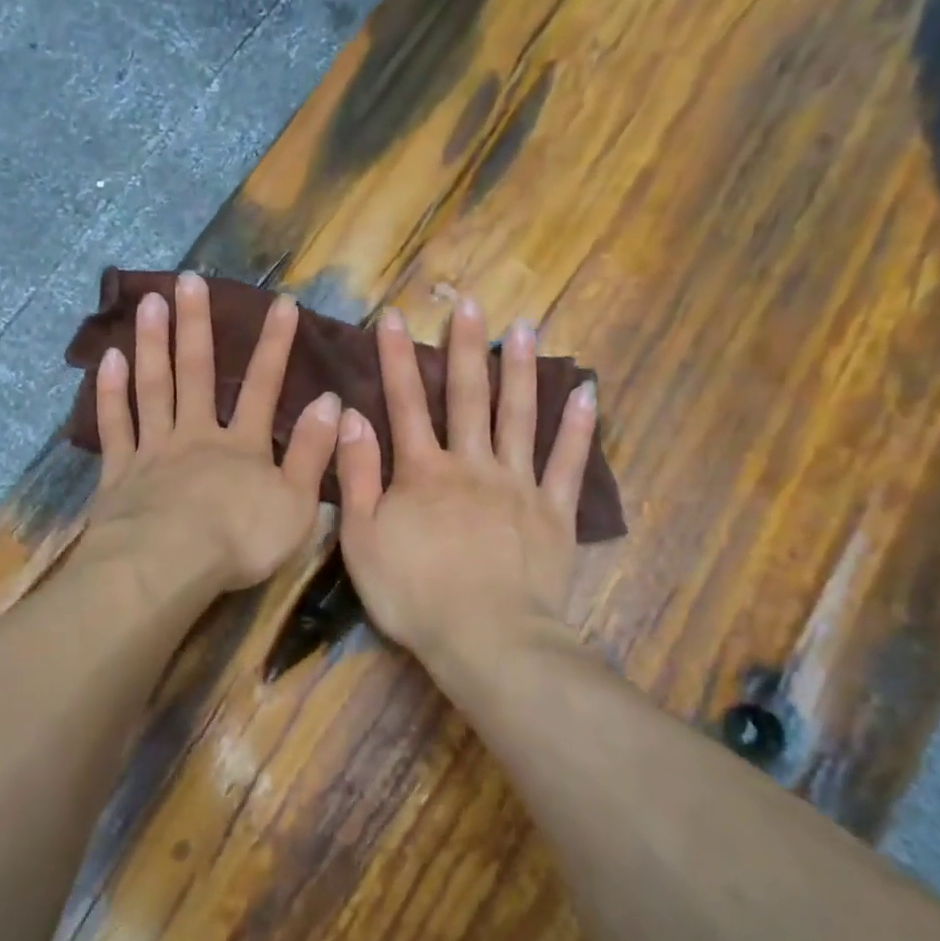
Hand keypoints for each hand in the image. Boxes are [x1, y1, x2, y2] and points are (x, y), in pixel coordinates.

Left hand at [84, 271, 341, 595]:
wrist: (168, 566)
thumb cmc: (239, 541)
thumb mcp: (296, 504)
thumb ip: (312, 453)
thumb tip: (329, 402)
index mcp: (243, 446)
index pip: (264, 387)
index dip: (276, 346)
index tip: (282, 304)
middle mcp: (197, 435)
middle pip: (197, 373)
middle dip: (196, 326)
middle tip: (188, 279)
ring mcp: (154, 449)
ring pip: (153, 387)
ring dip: (153, 343)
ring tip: (150, 301)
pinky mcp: (119, 472)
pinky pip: (115, 425)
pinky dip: (110, 392)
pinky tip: (108, 359)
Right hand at [335, 296, 597, 663]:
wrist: (486, 638)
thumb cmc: (414, 594)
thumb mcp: (361, 539)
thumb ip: (356, 475)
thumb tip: (353, 416)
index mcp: (423, 472)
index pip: (406, 403)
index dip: (396, 358)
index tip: (393, 316)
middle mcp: (472, 464)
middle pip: (468, 396)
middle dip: (465, 346)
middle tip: (469, 302)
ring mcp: (518, 485)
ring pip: (520, 416)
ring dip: (521, 369)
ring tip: (524, 328)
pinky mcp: (554, 512)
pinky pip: (568, 463)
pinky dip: (578, 427)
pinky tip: (586, 393)